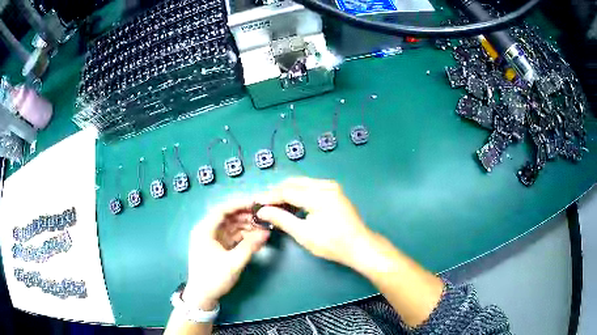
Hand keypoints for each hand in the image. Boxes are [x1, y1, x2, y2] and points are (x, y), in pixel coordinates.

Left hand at [184, 200, 269, 310]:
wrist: (203, 296)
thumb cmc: (214, 277)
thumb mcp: (233, 262)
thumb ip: (250, 246)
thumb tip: (266, 232)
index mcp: (204, 230)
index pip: (222, 210)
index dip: (239, 205)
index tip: (256, 204)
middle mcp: (207, 231)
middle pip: (227, 217)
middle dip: (245, 216)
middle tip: (264, 217)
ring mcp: (212, 239)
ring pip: (231, 227)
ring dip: (246, 226)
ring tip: (263, 228)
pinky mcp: (218, 247)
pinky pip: (232, 236)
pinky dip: (243, 236)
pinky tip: (256, 238)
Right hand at [256, 177, 373, 268]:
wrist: (359, 246)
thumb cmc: (332, 244)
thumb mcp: (304, 234)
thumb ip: (282, 219)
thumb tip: (263, 211)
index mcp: (319, 196)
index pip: (287, 191)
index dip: (270, 196)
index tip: (256, 202)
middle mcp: (326, 185)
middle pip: (294, 183)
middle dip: (277, 192)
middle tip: (263, 204)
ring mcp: (332, 186)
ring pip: (302, 183)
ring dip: (287, 192)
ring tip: (274, 205)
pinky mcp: (334, 191)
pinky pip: (310, 187)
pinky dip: (298, 193)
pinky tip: (291, 204)